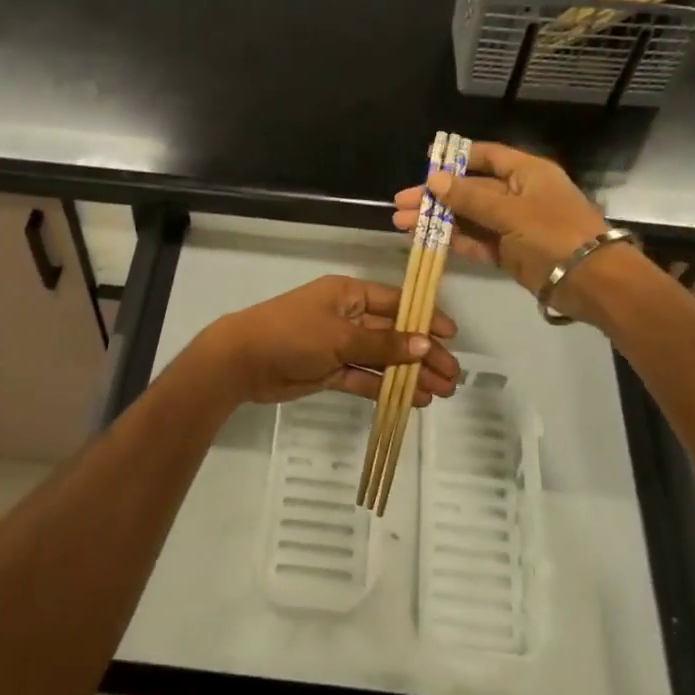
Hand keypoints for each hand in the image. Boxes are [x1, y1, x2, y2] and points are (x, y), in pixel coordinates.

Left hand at [191, 275, 459, 407]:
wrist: (242, 361)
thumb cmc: (292, 334)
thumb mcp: (340, 336)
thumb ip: (383, 344)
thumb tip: (425, 344)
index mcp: (349, 294)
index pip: (395, 302)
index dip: (424, 317)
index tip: (451, 336)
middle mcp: (347, 316)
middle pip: (393, 333)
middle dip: (422, 353)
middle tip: (453, 375)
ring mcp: (338, 345)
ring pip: (382, 359)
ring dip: (409, 374)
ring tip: (441, 393)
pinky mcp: (330, 371)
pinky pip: (364, 378)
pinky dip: (386, 388)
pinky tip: (412, 400)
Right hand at [393, 142, 611, 295]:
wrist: (592, 282)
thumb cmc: (554, 234)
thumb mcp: (510, 211)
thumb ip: (469, 197)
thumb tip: (434, 180)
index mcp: (526, 173)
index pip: (486, 156)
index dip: (455, 159)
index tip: (424, 165)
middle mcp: (518, 195)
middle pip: (470, 189)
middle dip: (435, 196)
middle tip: (400, 204)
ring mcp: (513, 225)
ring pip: (468, 218)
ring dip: (437, 220)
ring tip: (401, 223)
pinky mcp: (509, 253)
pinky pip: (476, 242)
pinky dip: (452, 240)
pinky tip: (424, 239)